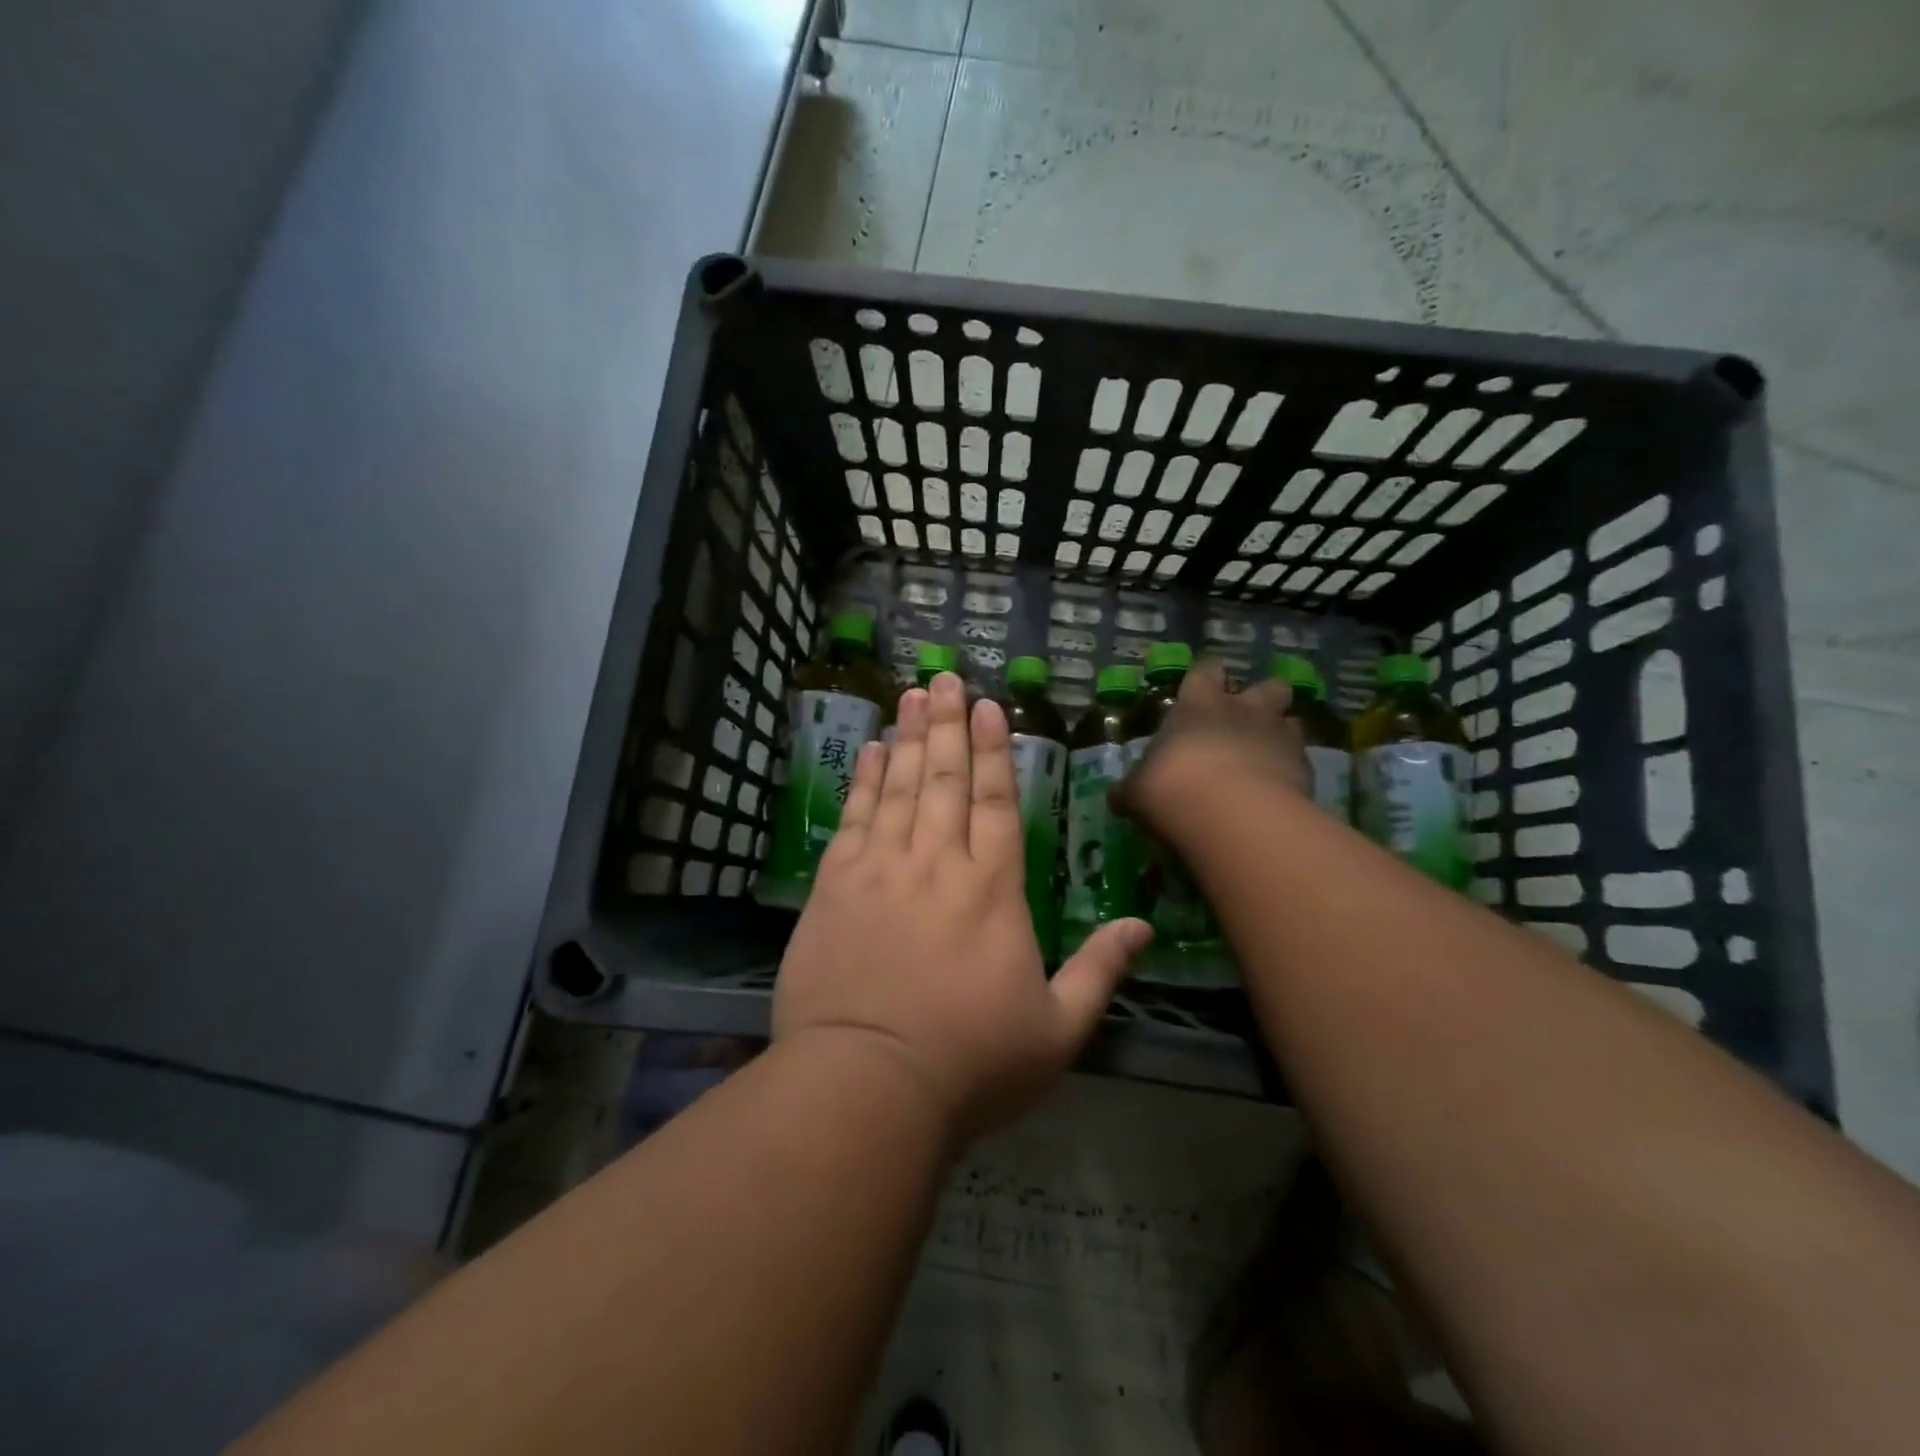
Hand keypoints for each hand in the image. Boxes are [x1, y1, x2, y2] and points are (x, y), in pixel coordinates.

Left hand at [773, 672, 1151, 1142]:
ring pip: (898, 786)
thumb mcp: (1057, 1031)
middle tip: (945, 677)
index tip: (989, 706)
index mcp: (993, 889)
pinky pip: (854, 818)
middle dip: (947, 724)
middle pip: (945, 778)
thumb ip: (1101, 971)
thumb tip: (1144, 926)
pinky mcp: (835, 886)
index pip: (997, 801)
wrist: (867, 1086)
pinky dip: (863, 780)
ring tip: (911, 695)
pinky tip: (869, 751)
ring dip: (907, 737)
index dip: (994, 750)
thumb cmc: (970, 1063)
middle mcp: (938, 863)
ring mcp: (882, 869)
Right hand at [1111, 660, 1310, 841]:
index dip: (1206, 678)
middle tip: (1248, 722)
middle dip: (1262, 699)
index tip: (1202, 690)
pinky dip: (1292, 776)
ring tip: (1267, 760)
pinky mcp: (1306, 770)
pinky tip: (1278, 796)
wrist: (1232, 816)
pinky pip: (1302, 764)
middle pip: (1269, 686)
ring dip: (1282, 736)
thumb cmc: (1172, 787)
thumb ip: (1133, 789)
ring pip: (1292, 721)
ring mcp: (1280, 737)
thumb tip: (1117, 796)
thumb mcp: (1138, 791)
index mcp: (1198, 705)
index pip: (1206, 671)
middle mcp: (1244, 711)